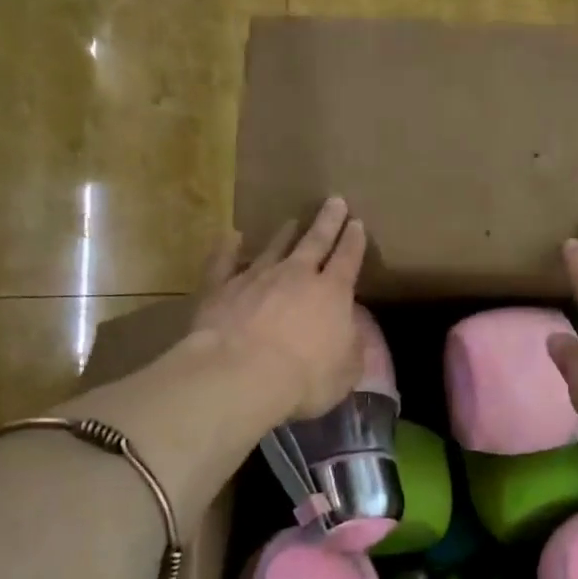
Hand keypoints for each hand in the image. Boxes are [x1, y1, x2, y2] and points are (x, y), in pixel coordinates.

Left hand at [191, 197, 367, 419]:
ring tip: (291, 221)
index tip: (358, 224)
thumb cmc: (305, 377)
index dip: (354, 242)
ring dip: (284, 234)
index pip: (348, 259)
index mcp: (332, 293)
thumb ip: (352, 350)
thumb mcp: (346, 372)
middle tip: (334, 200)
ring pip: (273, 248)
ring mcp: (255, 277)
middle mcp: (296, 275)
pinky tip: (230, 237)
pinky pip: (223, 262)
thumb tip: (353, 335)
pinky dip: (227, 249)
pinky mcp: (220, 288)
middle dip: (327, 221)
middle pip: (315, 241)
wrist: (242, 374)